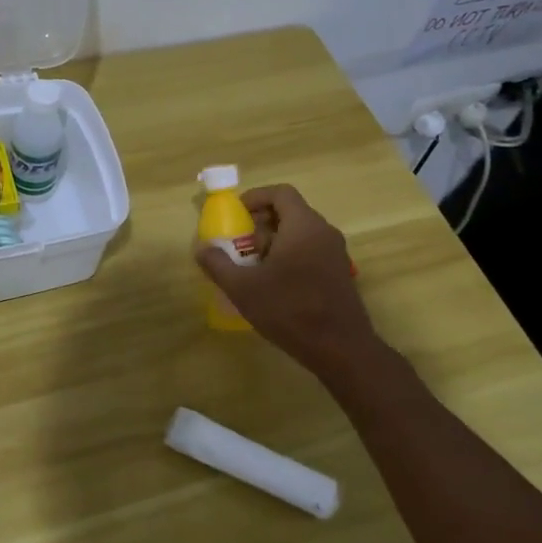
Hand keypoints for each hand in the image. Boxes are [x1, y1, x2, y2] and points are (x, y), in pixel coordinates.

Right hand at [195, 184, 380, 384]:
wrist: (340, 349)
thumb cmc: (289, 310)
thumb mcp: (243, 288)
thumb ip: (218, 264)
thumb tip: (201, 248)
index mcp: (303, 226)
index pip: (281, 193)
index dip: (256, 197)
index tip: (236, 214)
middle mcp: (323, 232)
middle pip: (290, 212)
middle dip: (261, 223)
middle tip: (240, 243)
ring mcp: (335, 253)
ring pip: (300, 233)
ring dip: (274, 241)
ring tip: (253, 266)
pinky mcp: (339, 273)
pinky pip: (311, 250)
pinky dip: (290, 255)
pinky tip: (274, 284)